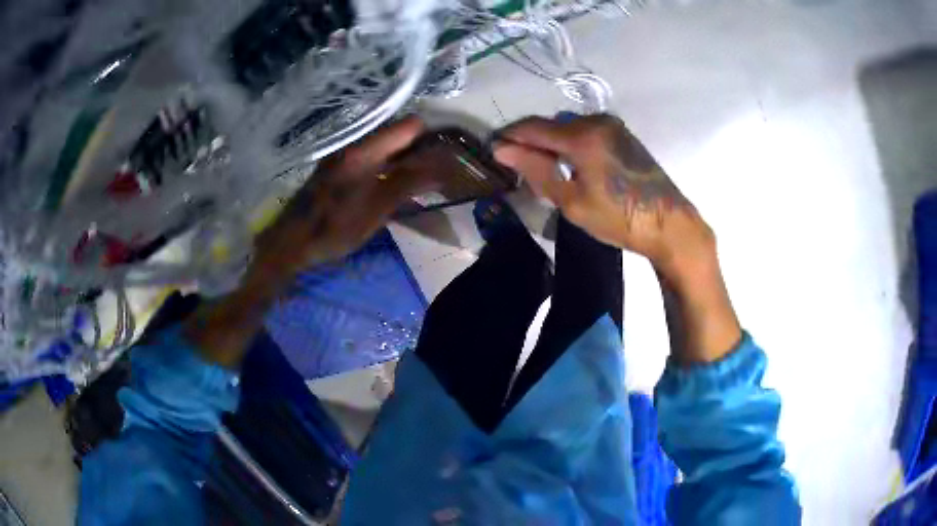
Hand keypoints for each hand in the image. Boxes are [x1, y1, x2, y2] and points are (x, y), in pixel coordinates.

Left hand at [249, 116, 430, 283]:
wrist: (291, 242)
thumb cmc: (334, 228)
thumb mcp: (376, 209)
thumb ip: (408, 183)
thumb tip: (442, 166)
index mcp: (364, 151)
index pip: (409, 126)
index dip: (430, 137)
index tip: (446, 156)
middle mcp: (354, 145)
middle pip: (397, 135)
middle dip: (420, 149)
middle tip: (437, 172)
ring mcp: (343, 156)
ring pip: (384, 148)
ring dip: (404, 159)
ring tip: (419, 183)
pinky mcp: (337, 169)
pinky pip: (371, 159)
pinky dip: (387, 168)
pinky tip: (392, 188)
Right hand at [494, 114, 714, 280]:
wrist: (670, 225)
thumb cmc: (619, 217)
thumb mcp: (572, 200)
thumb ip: (536, 169)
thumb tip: (502, 149)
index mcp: (583, 135)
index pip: (532, 127)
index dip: (509, 137)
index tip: (492, 151)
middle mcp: (597, 121)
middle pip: (550, 124)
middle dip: (529, 141)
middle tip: (515, 166)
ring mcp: (613, 126)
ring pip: (567, 128)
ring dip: (550, 143)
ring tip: (539, 168)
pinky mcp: (622, 135)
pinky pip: (585, 132)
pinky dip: (569, 144)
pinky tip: (567, 164)